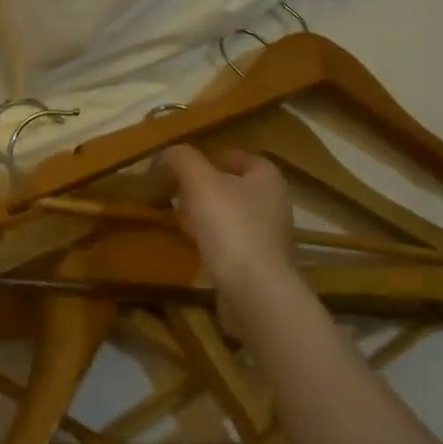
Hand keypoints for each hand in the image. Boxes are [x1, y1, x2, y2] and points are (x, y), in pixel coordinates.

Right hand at [163, 145, 296, 293]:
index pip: (240, 156)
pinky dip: (211, 237)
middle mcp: (273, 204)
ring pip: (230, 215)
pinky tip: (191, 241)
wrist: (254, 291)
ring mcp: (268, 236)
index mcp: (267, 178)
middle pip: (234, 186)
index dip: (212, 156)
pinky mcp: (258, 264)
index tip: (185, 164)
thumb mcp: (200, 182)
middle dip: (205, 186)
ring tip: (178, 213)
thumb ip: (183, 160)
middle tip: (176, 189)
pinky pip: (230, 241)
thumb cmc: (230, 226)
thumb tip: (169, 152)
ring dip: (206, 212)